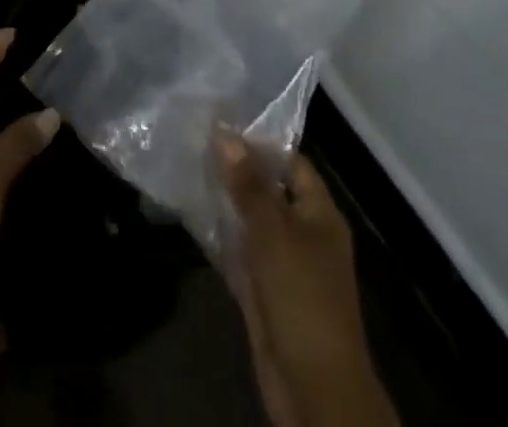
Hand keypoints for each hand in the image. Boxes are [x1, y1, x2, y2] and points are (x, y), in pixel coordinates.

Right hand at [219, 134, 396, 426]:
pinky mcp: (263, 290)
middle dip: (237, 170)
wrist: (311, 385)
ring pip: (251, 221)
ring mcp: (283, 264)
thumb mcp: (273, 230)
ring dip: (225, 201)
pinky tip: (192, 214)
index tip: (222, 122)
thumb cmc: (301, 295)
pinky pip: (240, 252)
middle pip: (269, 190)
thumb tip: (225, 133)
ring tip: (187, 167)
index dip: (261, 142)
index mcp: (320, 214)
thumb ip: (249, 183)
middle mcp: (304, 233)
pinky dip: (220, 235)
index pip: (292, 163)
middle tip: (196, 139)